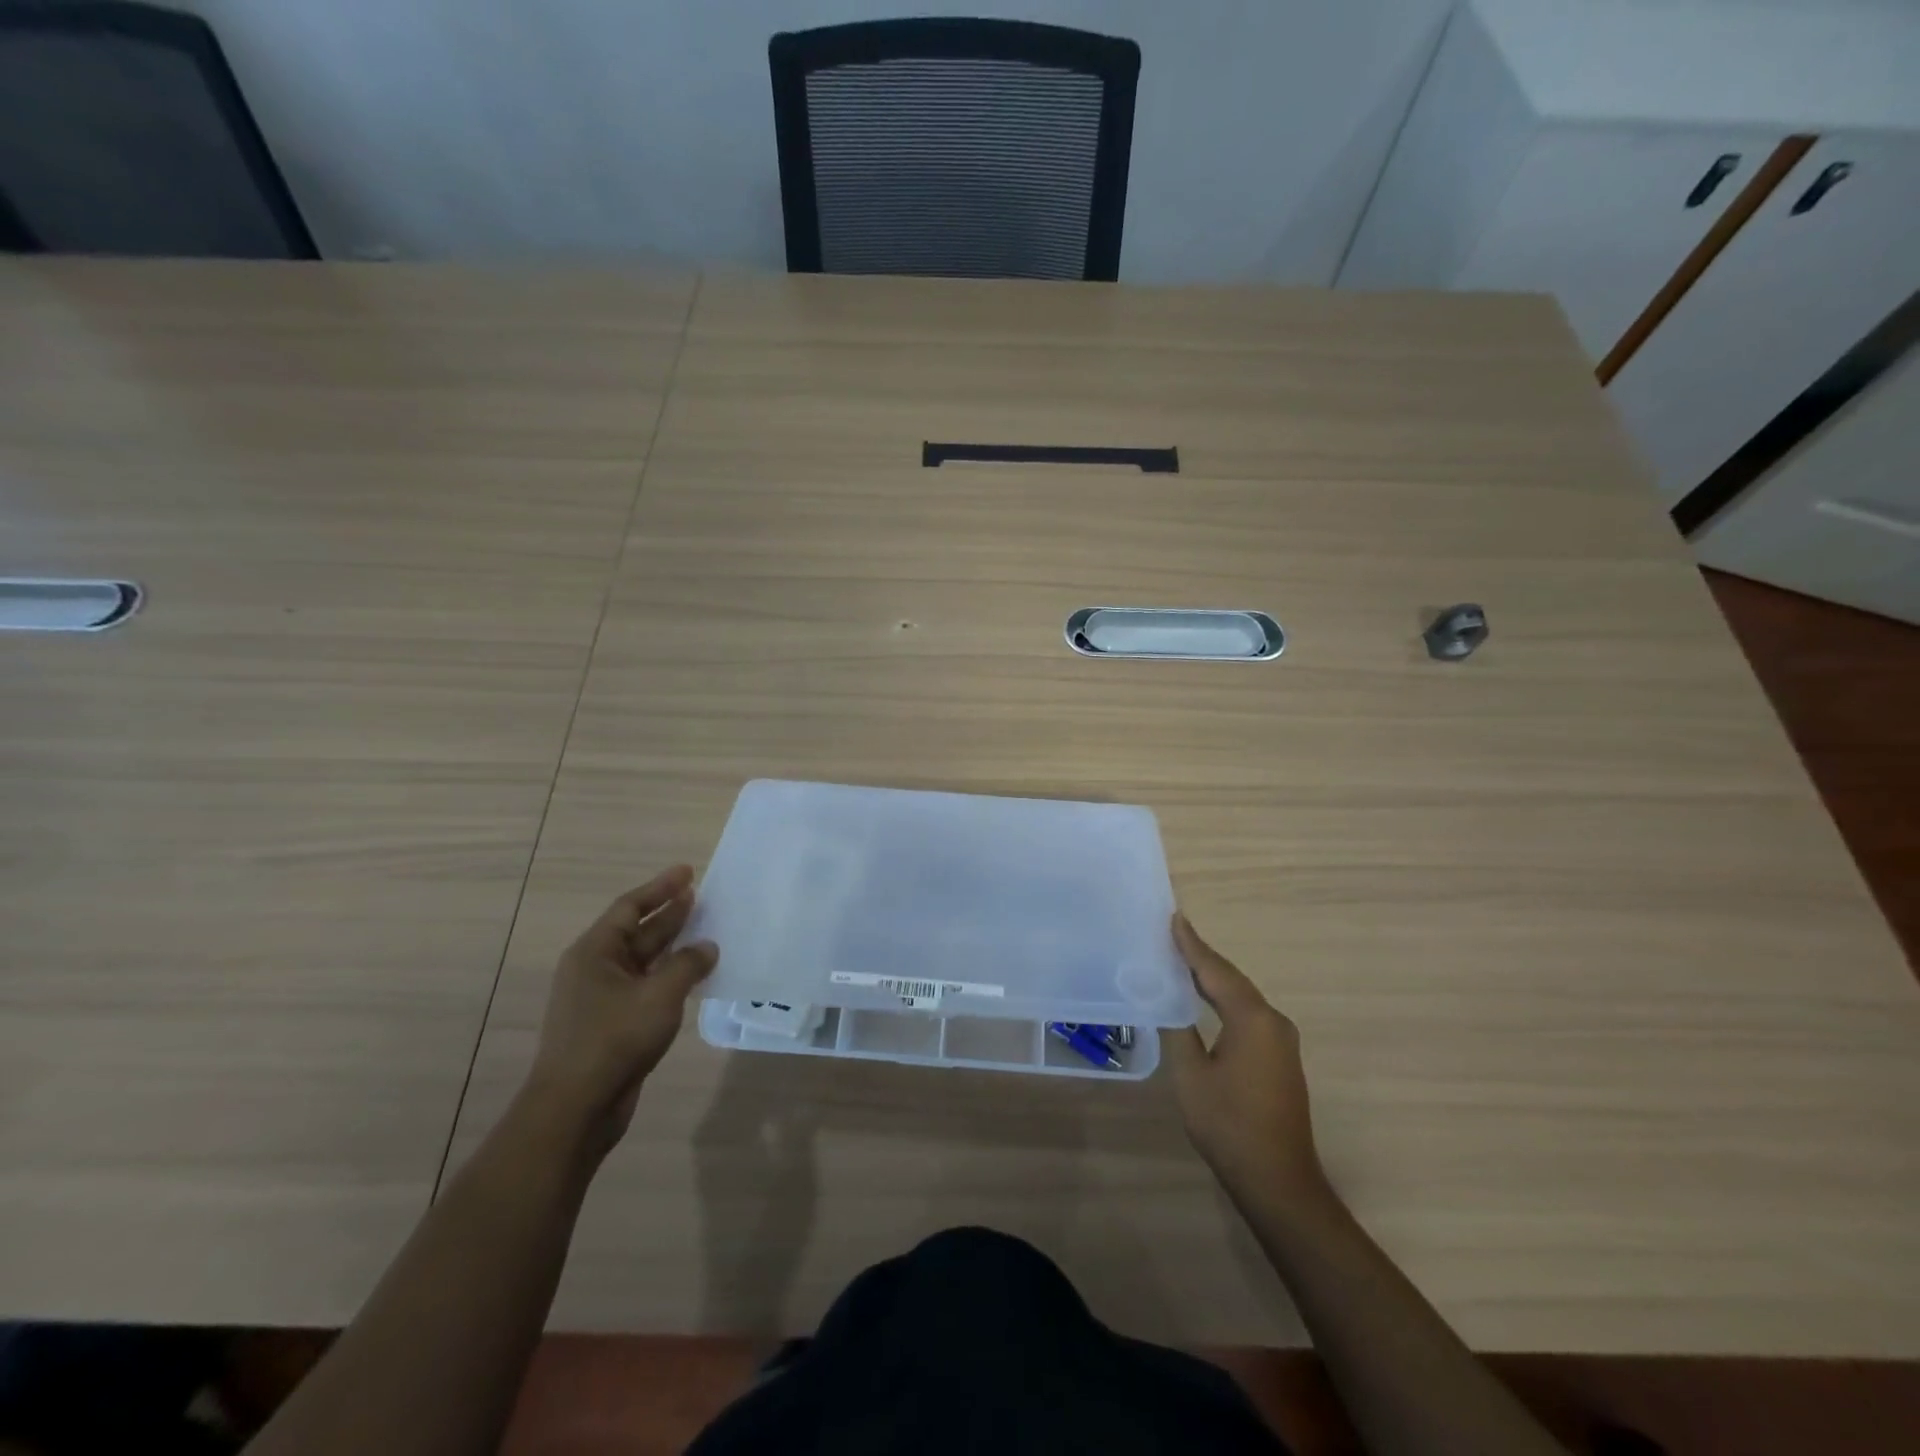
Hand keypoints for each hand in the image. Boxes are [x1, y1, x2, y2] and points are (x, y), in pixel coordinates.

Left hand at [524, 866, 717, 1153]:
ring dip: (672, 946)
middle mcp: (594, 969)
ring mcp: (601, 999)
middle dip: (668, 914)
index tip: (688, 872)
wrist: (576, 1109)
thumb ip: (687, 964)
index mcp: (595, 952)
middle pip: (636, 931)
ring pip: (642, 961)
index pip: (630, 907)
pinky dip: (669, 976)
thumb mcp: (660, 995)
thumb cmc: (614, 1039)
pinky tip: (693, 976)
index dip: (660, 888)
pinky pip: (645, 987)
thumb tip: (706, 948)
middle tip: (701, 897)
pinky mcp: (611, 1024)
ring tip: (705, 931)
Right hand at [1164, 912, 1327, 1207]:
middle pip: (1231, 979)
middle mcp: (1273, 1021)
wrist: (1277, 1181)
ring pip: (1241, 996)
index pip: (1215, 971)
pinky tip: (1204, 998)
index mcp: (1252, 1019)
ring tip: (1181, 958)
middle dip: (1202, 957)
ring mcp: (1281, 1040)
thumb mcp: (1190, 1075)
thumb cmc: (1228, 1125)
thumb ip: (1178, 1030)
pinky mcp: (1280, 1057)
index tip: (1174, 917)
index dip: (1191, 945)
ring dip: (1212, 978)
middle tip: (1171, 934)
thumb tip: (1166, 1000)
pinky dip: (1224, 999)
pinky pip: (1248, 1014)